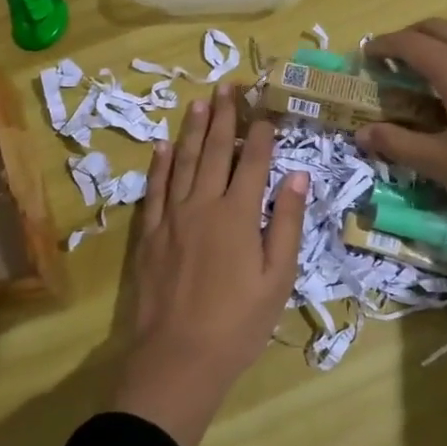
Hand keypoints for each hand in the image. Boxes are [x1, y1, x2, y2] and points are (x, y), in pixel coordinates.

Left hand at [109, 85, 308, 445]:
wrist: (178, 359)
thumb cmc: (238, 323)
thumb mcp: (277, 277)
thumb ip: (286, 222)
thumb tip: (296, 174)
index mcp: (238, 214)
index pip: (253, 161)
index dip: (261, 133)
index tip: (266, 108)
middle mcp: (203, 204)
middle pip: (215, 150)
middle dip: (224, 116)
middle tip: (228, 86)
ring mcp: (172, 216)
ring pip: (183, 161)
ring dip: (192, 129)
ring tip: (199, 102)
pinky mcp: (150, 233)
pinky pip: (154, 188)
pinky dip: (159, 164)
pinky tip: (162, 145)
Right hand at [356, 18, 446, 223]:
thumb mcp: (444, 163)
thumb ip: (399, 144)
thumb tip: (362, 134)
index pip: (408, 43)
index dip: (382, 46)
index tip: (364, 56)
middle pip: (435, 26)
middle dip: (406, 36)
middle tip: (388, 59)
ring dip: (433, 38)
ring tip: (419, 64)